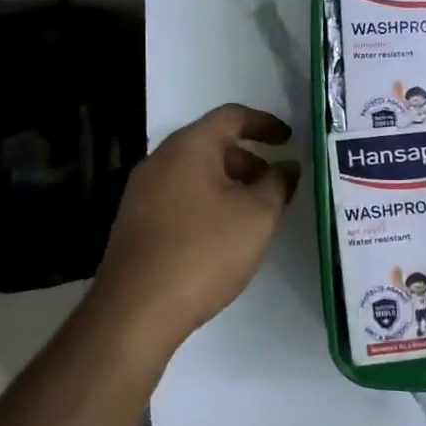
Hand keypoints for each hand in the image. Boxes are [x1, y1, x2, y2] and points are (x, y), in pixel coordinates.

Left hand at [91, 103, 300, 342]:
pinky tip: (222, 236)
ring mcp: (142, 192)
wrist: (136, 309)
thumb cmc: (204, 251)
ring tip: (255, 215)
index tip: (290, 140)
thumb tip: (287, 167)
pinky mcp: (135, 223)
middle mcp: (160, 160)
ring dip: (229, 184)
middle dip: (249, 160)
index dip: (265, 124)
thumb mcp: (256, 216)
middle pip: (211, 145)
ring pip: (195, 174)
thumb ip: (277, 184)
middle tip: (277, 185)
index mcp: (188, 147)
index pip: (231, 116)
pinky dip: (207, 203)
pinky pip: (179, 197)